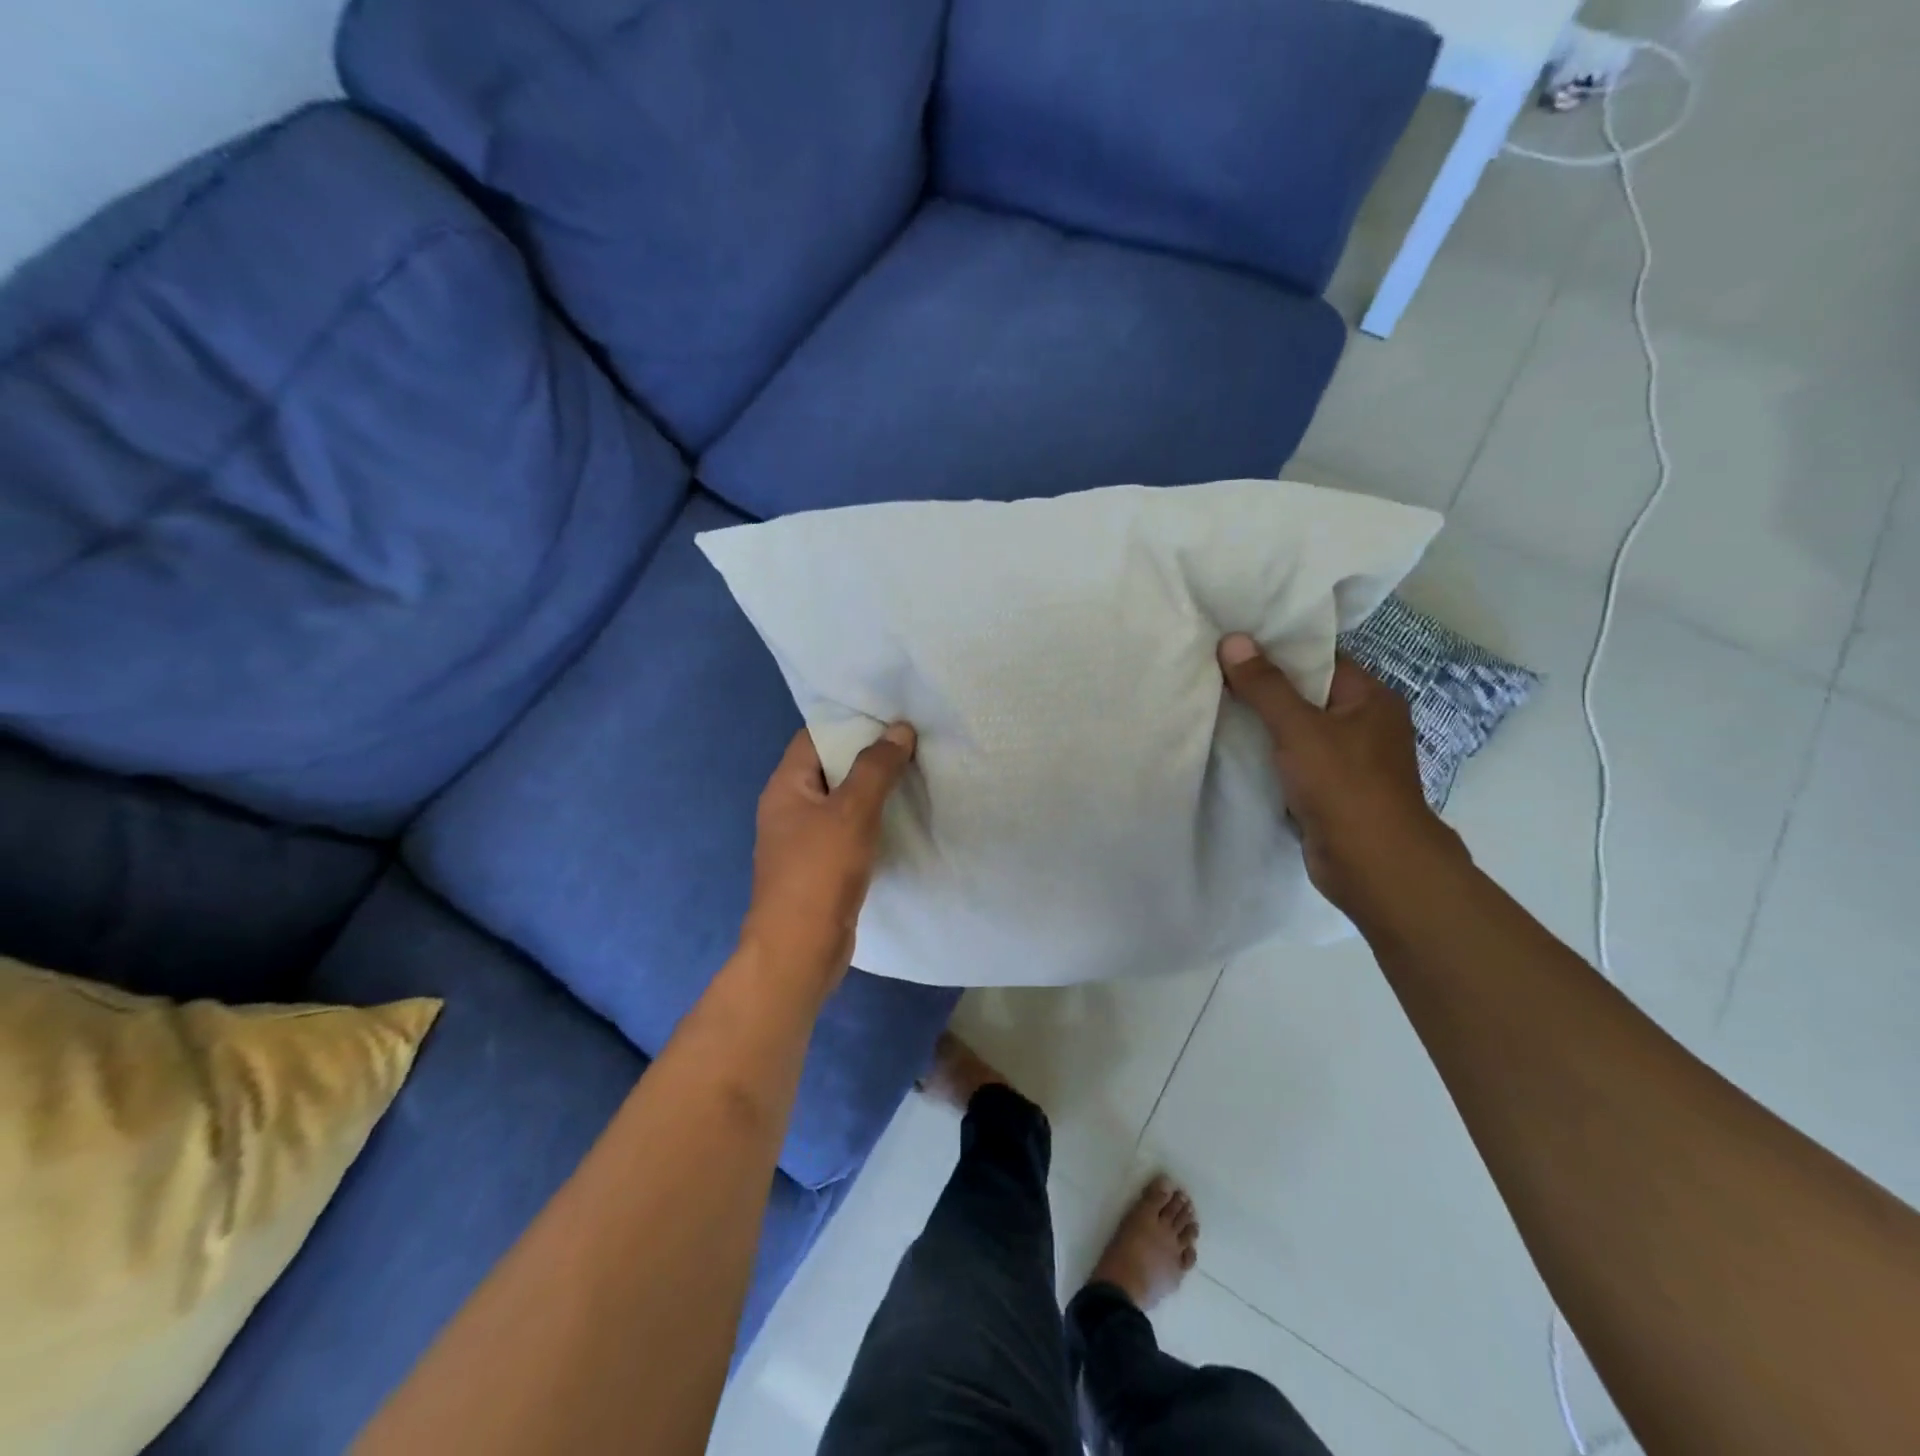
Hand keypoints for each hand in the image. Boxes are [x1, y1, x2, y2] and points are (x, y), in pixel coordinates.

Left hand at [740, 723, 917, 989]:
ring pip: (841, 802)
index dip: (850, 724)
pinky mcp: (820, 867)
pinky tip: (900, 820)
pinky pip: (847, 831)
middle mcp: (789, 808)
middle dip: (867, 757)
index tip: (890, 718)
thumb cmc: (819, 871)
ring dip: (872, 791)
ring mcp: (803, 840)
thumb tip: (899, 728)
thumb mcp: (852, 811)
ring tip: (913, 775)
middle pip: (829, 768)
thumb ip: (876, 768)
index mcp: (785, 786)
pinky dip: (870, 822)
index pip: (815, 737)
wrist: (800, 949)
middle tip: (911, 744)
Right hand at [1218, 634, 1465, 917]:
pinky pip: (1294, 762)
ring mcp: (1349, 761)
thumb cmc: (1343, 785)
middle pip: (1306, 694)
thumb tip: (1233, 640)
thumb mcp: (1299, 728)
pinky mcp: (1330, 791)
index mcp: (1370, 698)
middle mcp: (1364, 724)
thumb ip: (1265, 686)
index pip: (1320, 659)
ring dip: (1263, 725)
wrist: (1371, 864)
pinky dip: (1268, 757)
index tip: (1234, 644)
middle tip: (1214, 672)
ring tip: (1215, 706)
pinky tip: (1233, 750)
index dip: (1278, 650)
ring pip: (1297, 731)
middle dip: (1264, 688)